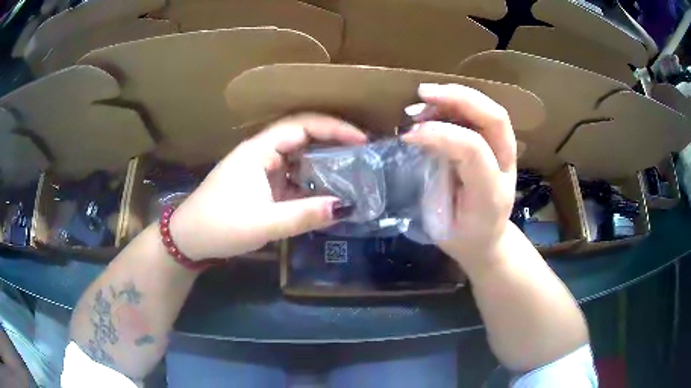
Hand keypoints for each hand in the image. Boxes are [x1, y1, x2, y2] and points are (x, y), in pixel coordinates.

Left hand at [170, 113, 366, 259]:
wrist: (189, 238)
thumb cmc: (220, 226)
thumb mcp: (264, 223)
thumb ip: (304, 215)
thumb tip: (344, 207)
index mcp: (258, 150)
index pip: (302, 125)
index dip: (334, 128)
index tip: (362, 139)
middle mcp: (261, 152)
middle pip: (302, 134)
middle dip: (334, 139)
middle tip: (364, 151)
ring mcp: (261, 167)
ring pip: (298, 155)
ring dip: (324, 160)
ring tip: (354, 168)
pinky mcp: (261, 183)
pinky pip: (292, 174)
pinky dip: (311, 180)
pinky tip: (328, 191)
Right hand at [403, 84, 516, 271]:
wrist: (487, 242)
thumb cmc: (461, 236)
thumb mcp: (442, 222)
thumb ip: (431, 183)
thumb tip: (414, 142)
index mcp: (491, 192)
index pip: (473, 149)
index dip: (439, 134)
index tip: (408, 134)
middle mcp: (505, 167)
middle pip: (494, 118)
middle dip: (459, 98)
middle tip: (423, 94)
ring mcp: (506, 154)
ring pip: (490, 111)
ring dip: (457, 96)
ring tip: (424, 99)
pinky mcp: (499, 146)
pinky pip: (483, 115)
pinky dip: (459, 104)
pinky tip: (436, 105)